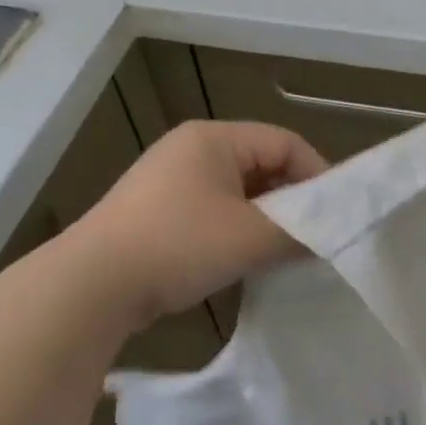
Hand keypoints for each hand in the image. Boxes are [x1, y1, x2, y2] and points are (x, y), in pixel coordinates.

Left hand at [67, 120, 327, 329]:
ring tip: (281, 251)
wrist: (90, 286)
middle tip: (312, 236)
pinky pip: (213, 210)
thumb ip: (299, 232)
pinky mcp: (156, 211)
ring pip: (238, 191)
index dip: (316, 174)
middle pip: (261, 164)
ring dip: (263, 218)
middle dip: (290, 199)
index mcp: (214, 138)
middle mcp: (191, 149)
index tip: (335, 214)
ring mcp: (169, 180)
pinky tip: (242, 259)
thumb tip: (330, 235)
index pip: (285, 142)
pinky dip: (235, 229)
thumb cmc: (178, 245)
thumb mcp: (250, 237)